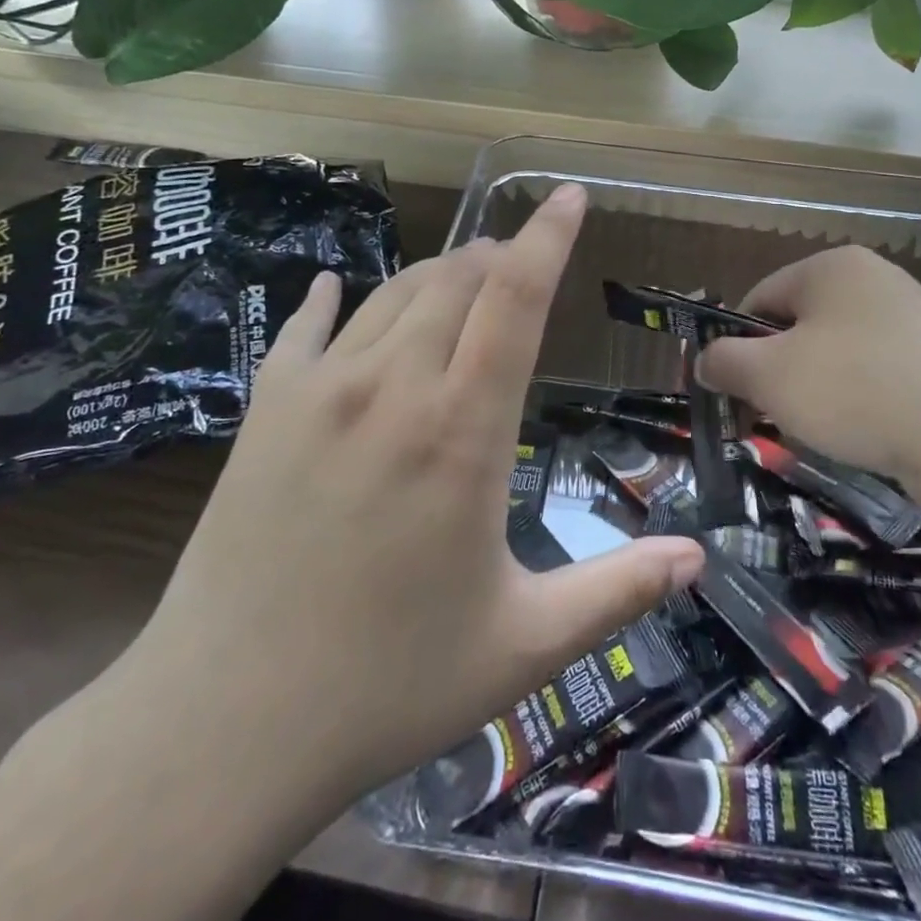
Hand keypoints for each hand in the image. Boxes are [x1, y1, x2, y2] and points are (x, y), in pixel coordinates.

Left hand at [111, 184, 703, 819]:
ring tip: (460, 275)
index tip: (568, 195)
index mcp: (462, 430)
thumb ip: (616, 592)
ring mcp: (321, 391)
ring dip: (436, 272)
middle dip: (496, 255)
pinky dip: (330, 299)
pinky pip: (303, 326)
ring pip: (392, 293)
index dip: (547, 238)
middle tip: (517, 258)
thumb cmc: (387, 684)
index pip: (515, 300)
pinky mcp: (264, 410)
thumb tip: (697, 561)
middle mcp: (392, 387)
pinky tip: (334, 287)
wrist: (223, 724)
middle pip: (455, 279)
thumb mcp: (522, 644)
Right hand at [695, 246, 920, 511]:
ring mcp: (917, 320)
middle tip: (774, 416)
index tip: (733, 391)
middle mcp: (876, 281)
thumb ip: (724, 362)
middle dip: (778, 373)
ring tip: (825, 432)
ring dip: (818, 392)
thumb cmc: (856, 389)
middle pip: (800, 327)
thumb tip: (704, 361)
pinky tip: (869, 436)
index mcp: (831, 267)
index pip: (759, 298)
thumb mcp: (769, 376)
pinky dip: (863, 405)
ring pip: (840, 356)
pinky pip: (881, 377)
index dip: (736, 345)